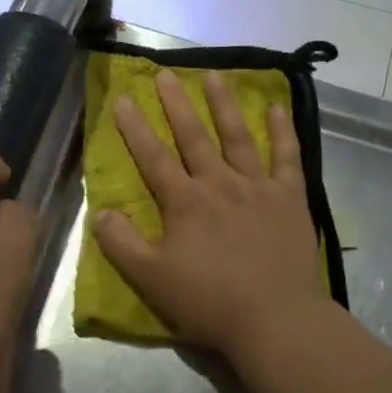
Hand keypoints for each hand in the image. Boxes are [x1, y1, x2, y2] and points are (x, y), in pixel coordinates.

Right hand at [93, 69, 327, 362]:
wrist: (274, 319)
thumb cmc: (208, 301)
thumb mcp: (151, 279)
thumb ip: (122, 244)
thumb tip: (101, 213)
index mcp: (185, 203)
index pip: (153, 158)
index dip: (135, 128)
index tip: (123, 99)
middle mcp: (220, 184)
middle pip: (194, 136)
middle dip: (177, 104)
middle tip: (166, 73)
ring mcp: (258, 188)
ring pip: (238, 137)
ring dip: (224, 104)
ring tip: (214, 75)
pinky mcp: (290, 199)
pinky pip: (287, 157)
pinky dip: (283, 131)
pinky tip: (277, 107)